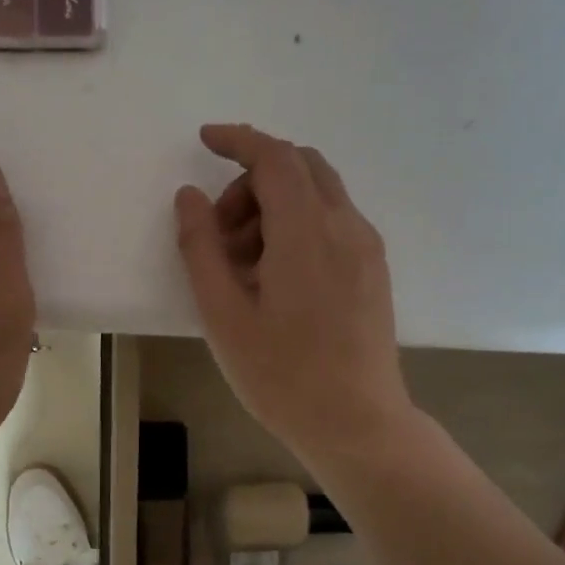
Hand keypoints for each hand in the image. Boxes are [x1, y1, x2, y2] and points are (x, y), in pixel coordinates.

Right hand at [175, 124, 411, 465]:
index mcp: (306, 233)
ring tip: (244, 267)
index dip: (238, 140)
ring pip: (318, 194)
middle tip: (220, 233)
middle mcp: (346, 226)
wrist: (357, 425)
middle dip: (252, 181)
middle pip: (300, 167)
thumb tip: (189, 197)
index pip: (274, 158)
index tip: (205, 140)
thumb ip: (201, 248)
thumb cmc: (282, 376)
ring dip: (275, 205)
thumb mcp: (223, 315)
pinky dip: (299, 225)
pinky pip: (334, 221)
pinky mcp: (374, 270)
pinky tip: (277, 277)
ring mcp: (367, 248)